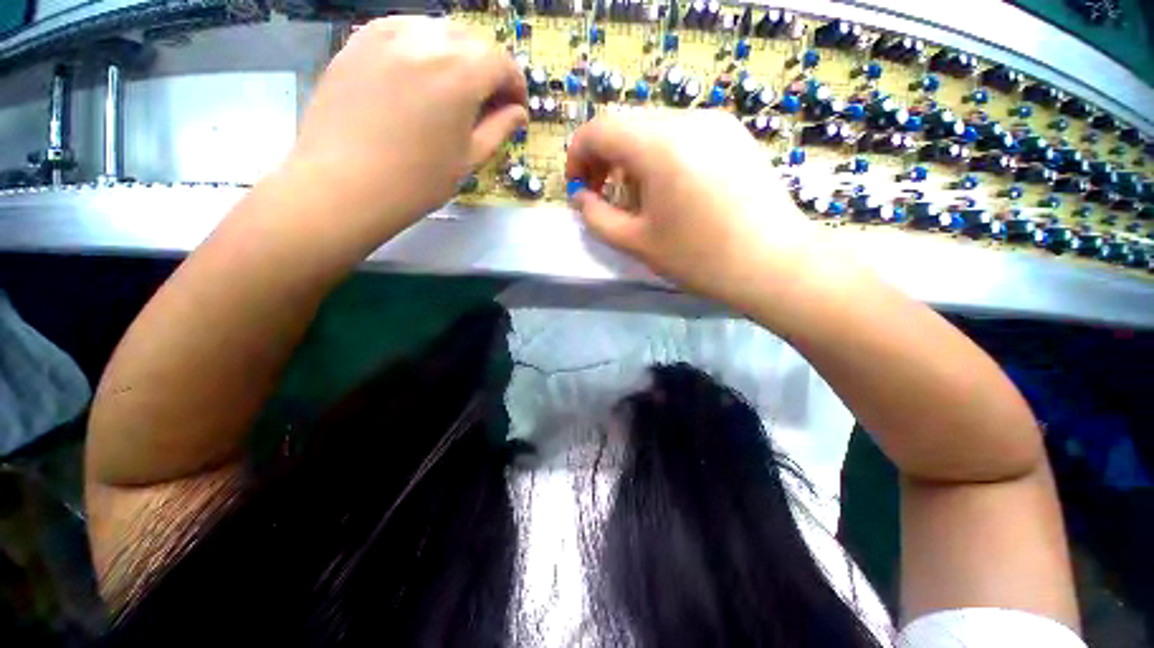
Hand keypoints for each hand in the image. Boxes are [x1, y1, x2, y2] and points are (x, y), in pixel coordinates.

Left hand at [286, 17, 526, 236]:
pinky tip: (421, 79)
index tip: (516, 109)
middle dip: (489, 70)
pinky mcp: (360, 39)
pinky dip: (424, 50)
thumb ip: (498, 128)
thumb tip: (517, 112)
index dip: (516, 86)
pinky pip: (405, 32)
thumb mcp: (469, 158)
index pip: (502, 63)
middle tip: (489, 103)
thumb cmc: (417, 180)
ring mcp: (388, 32)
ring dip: (458, 58)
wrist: (344, 184)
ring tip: (455, 92)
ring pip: (439, 33)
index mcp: (460, 71)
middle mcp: (427, 38)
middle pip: (473, 42)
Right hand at [566, 111, 822, 308]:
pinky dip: (661, 157)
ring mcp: (715, 122)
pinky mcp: (733, 134)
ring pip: (653, 130)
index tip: (578, 189)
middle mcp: (687, 119)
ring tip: (640, 200)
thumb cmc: (699, 258)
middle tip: (603, 197)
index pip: (598, 129)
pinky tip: (672, 191)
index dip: (578, 156)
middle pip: (625, 126)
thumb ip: (597, 217)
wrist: (773, 263)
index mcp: (658, 145)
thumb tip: (580, 197)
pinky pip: (681, 135)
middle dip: (604, 160)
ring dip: (632, 160)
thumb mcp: (636, 242)